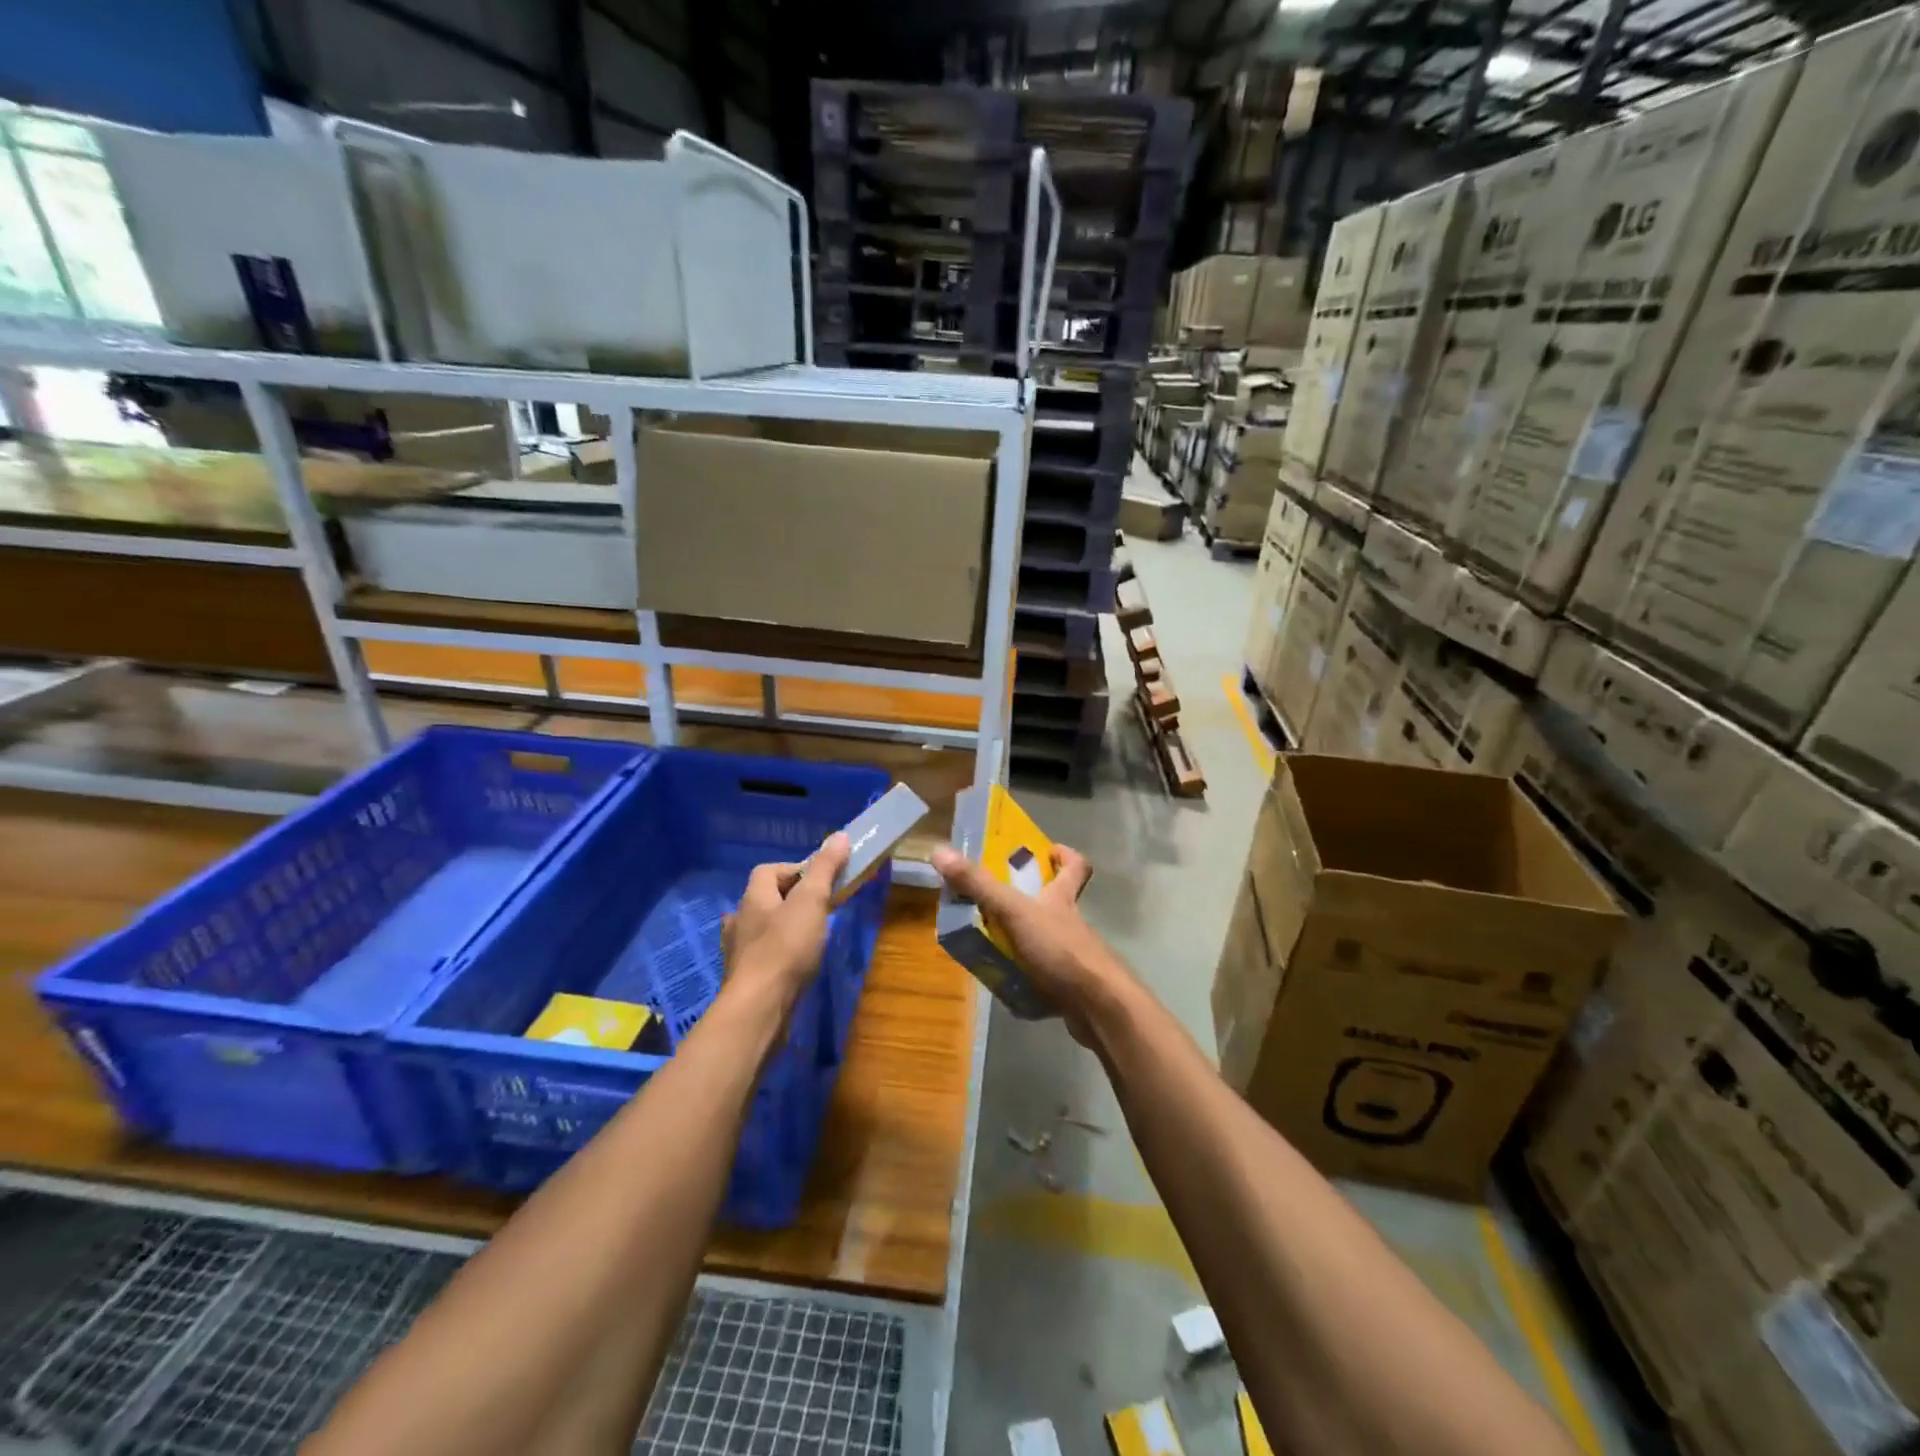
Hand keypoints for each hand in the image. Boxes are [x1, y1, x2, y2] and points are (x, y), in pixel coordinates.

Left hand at [722, 832, 851, 1009]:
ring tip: (809, 934)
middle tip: (820, 907)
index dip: (796, 869)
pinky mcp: (745, 977)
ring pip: (761, 927)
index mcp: (753, 898)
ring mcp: (739, 951)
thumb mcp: (811, 901)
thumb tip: (840, 836)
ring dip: (782, 926)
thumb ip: (825, 869)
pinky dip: (777, 952)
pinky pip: (762, 954)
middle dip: (791, 898)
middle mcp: (740, 920)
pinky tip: (794, 963)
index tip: (822, 881)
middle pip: (765, 898)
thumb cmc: (786, 948)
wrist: (759, 1007)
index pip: (769, 870)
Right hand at [929, 842, 1132, 1042]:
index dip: (1064, 856)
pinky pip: (1045, 979)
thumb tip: (940, 851)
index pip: (1075, 867)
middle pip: (1058, 903)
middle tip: (996, 900)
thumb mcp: (1014, 912)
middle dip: (1032, 900)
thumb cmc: (1060, 950)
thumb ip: (979, 885)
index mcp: (1063, 899)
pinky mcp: (1072, 988)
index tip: (1048, 851)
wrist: (1099, 1007)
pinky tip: (1005, 986)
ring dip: (1024, 941)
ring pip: (1048, 941)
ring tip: (989, 944)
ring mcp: (1073, 957)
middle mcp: (1071, 924)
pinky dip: (1027, 980)